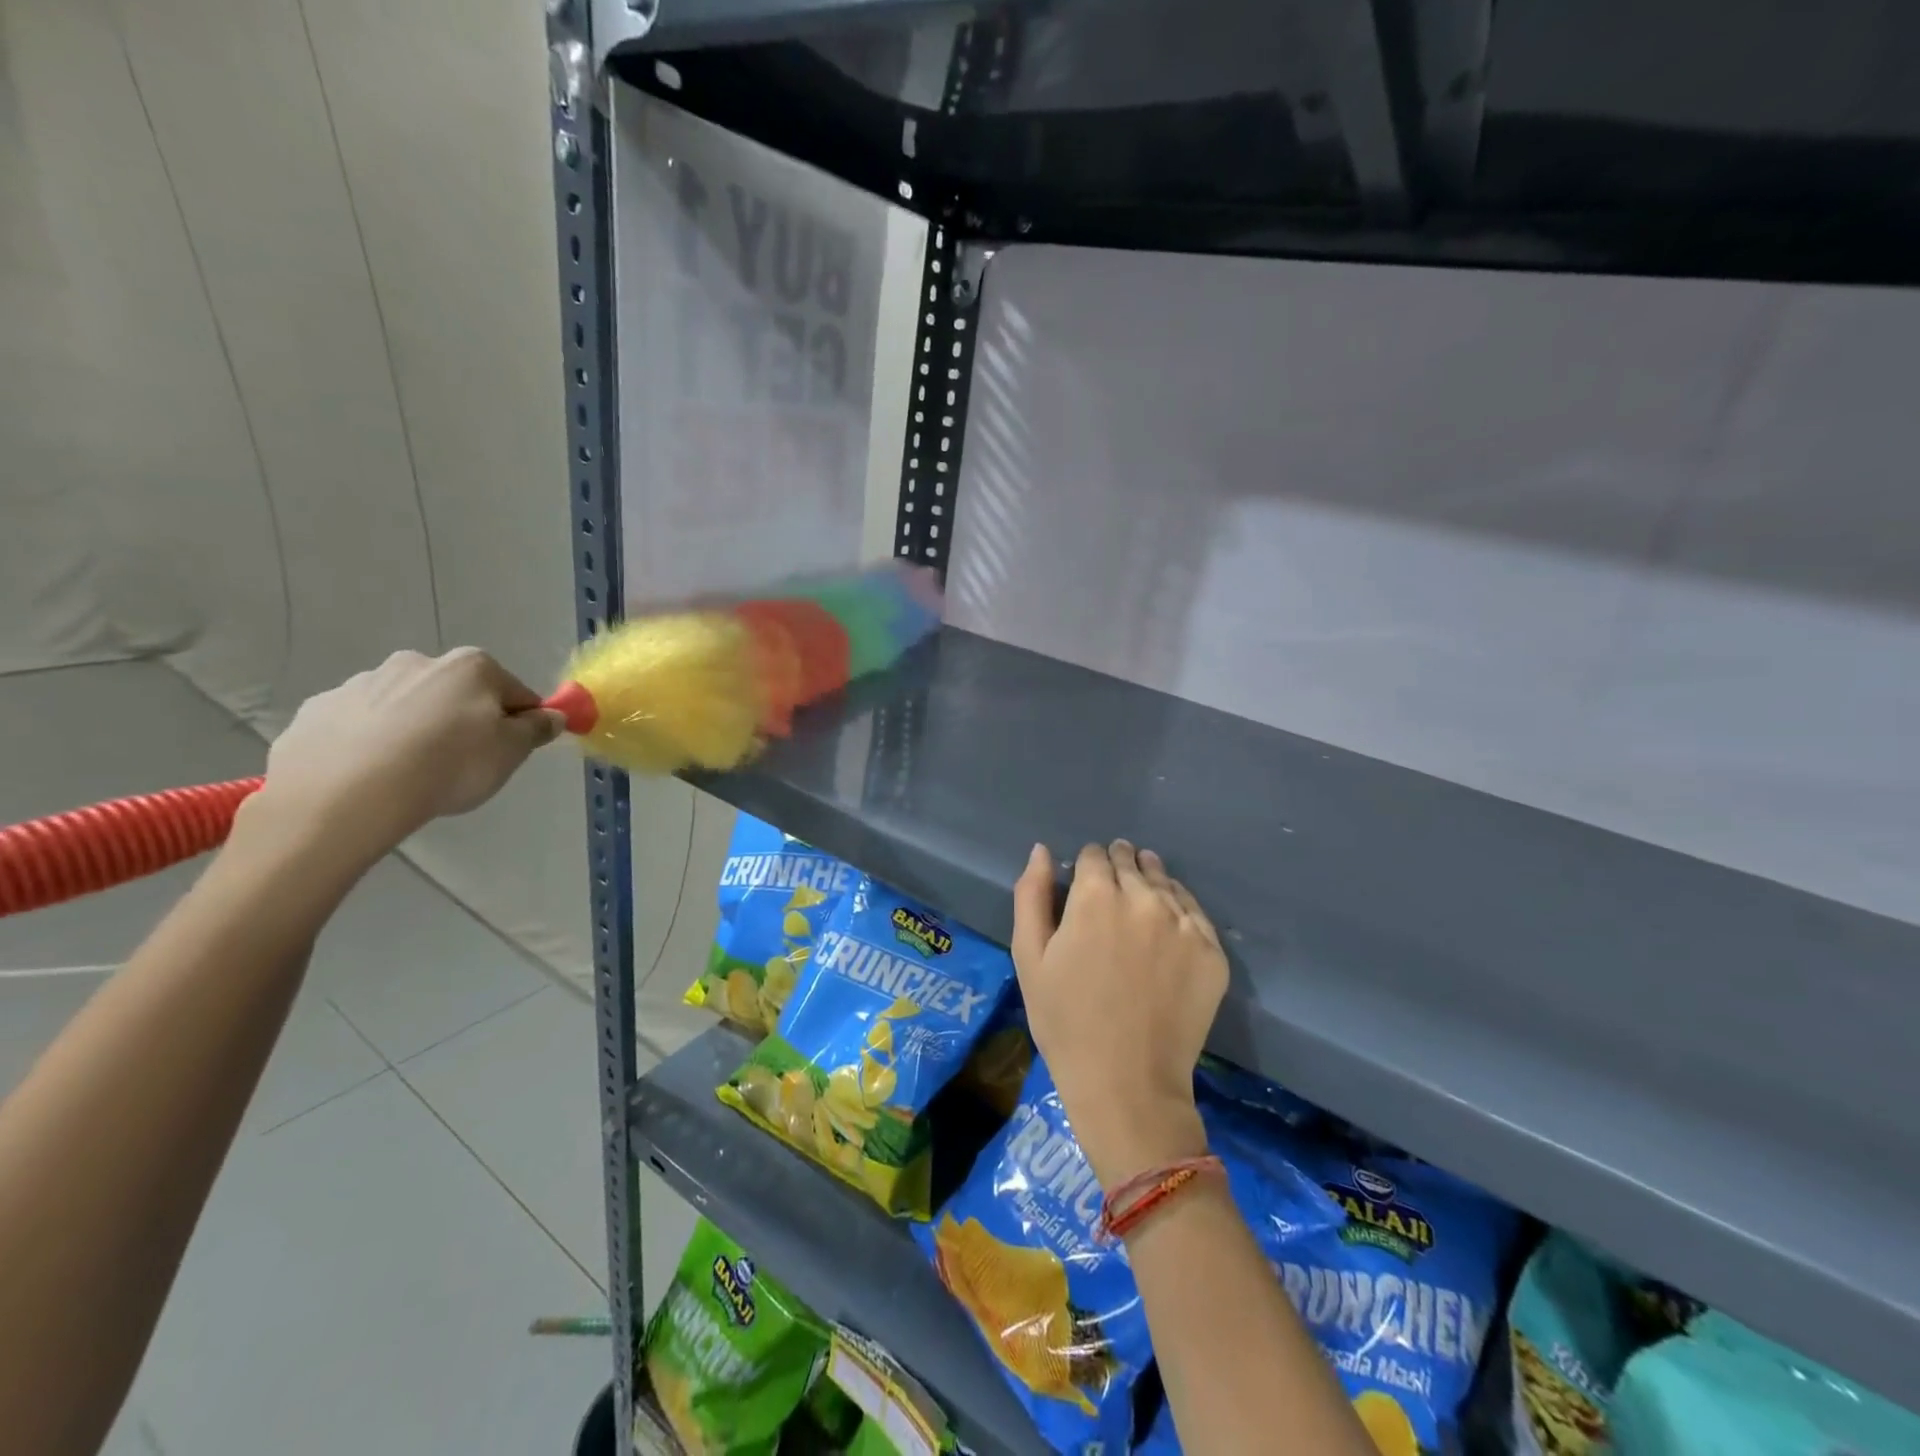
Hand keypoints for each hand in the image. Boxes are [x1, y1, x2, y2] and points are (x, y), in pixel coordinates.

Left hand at [247, 648, 562, 864]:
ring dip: (415, 728)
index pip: (514, 692)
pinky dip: (369, 741)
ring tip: (411, 773)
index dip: (520, 722)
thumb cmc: (450, 765)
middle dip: (463, 720)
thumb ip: (537, 729)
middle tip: (462, 764)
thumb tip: (551, 715)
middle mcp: (418, 661)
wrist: (347, 793)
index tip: (512, 751)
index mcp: (472, 667)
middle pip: (457, 693)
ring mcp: (362, 683)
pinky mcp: (318, 709)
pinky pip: (359, 724)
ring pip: (406, 706)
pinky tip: (372, 773)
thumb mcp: (512, 752)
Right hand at [1012, 839, 1228, 1190]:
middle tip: (1110, 896)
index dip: (1087, 866)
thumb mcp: (1029, 957)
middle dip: (1118, 868)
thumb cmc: (1065, 1021)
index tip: (1084, 885)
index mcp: (1095, 895)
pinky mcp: (1212, 951)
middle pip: (1131, 861)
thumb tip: (1043, 850)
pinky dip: (1178, 909)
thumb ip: (1032, 894)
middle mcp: (1144, 897)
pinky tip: (1166, 928)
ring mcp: (1184, 923)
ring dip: (1150, 882)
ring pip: (1165, 881)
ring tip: (1140, 904)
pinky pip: (1194, 911)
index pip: (1095, 854)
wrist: (1127, 1084)